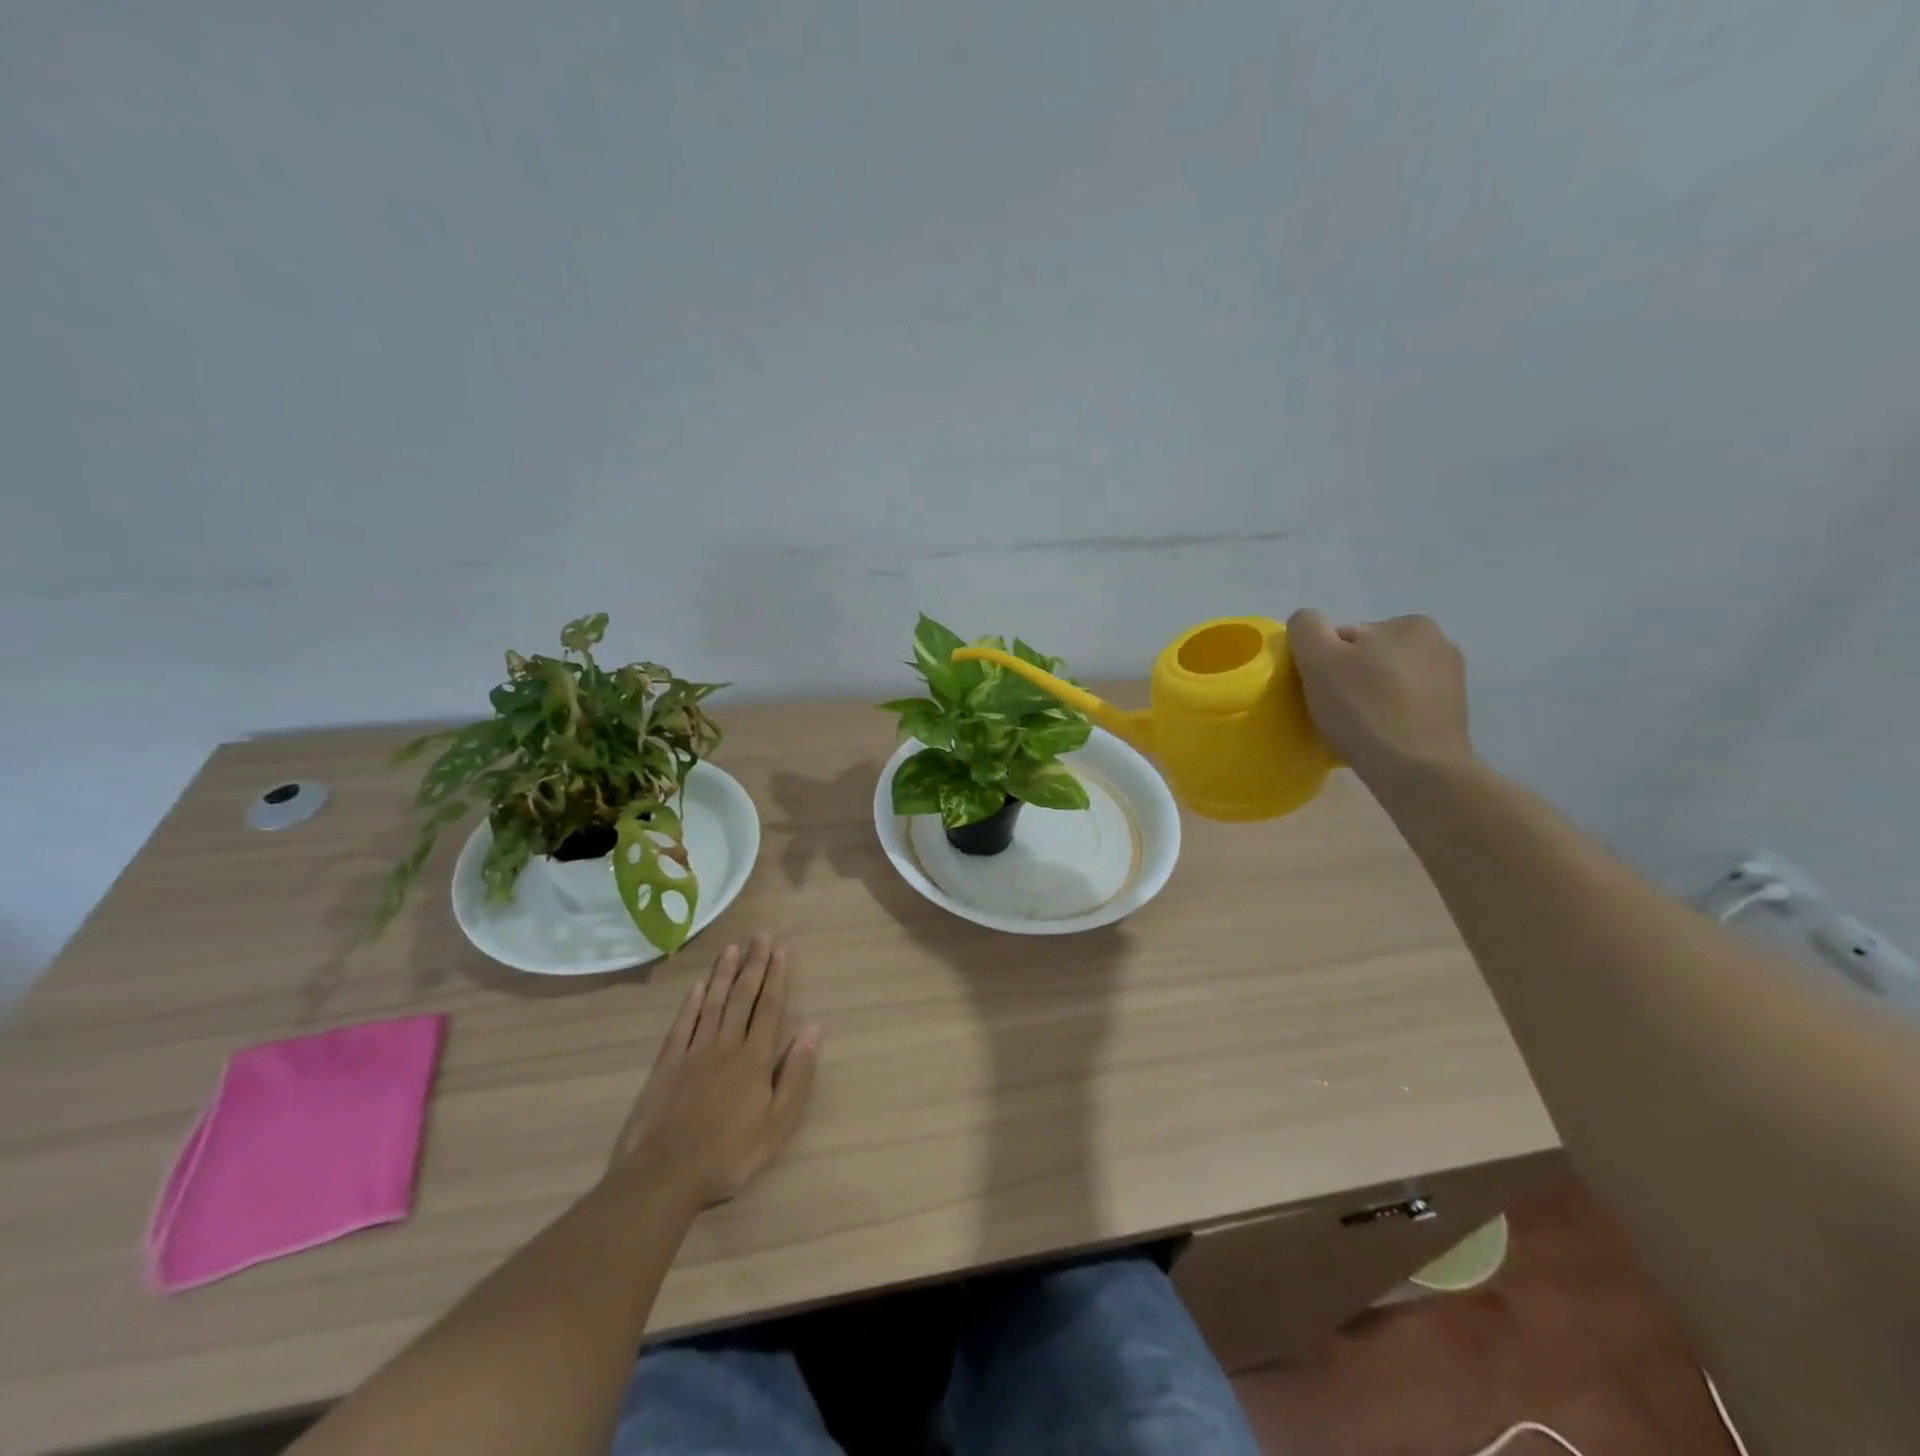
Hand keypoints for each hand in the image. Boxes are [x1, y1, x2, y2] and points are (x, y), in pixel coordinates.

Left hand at [605, 933, 822, 1209]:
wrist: (664, 1176)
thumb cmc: (729, 1154)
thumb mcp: (777, 1123)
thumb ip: (797, 1073)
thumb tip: (815, 1028)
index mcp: (755, 1058)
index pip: (769, 1007)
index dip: (776, 977)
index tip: (781, 949)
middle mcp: (726, 1045)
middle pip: (742, 997)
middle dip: (754, 964)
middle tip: (760, 935)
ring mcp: (693, 1052)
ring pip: (712, 1003)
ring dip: (724, 974)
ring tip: (733, 948)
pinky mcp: (666, 1065)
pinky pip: (682, 1025)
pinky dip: (691, 1003)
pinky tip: (698, 986)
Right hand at [1286, 610, 1474, 789]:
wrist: (1417, 771)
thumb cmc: (1364, 710)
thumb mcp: (1319, 659)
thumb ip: (1307, 627)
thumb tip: (1307, 624)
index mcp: (1409, 624)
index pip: (1344, 638)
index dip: (1323, 664)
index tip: (1321, 692)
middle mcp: (1438, 643)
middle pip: (1366, 658)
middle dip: (1349, 679)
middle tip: (1336, 712)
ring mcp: (1451, 680)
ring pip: (1386, 683)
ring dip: (1369, 698)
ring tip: (1357, 728)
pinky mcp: (1452, 713)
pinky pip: (1405, 706)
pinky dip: (1389, 716)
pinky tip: (1379, 737)